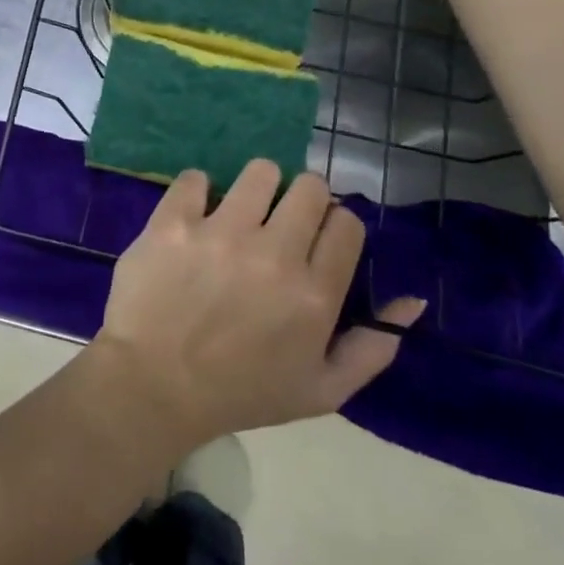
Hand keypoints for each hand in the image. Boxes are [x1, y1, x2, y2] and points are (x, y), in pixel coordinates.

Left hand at [93, 161, 423, 451]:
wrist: (152, 387)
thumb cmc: (240, 393)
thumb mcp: (320, 391)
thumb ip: (372, 348)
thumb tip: (411, 300)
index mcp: (314, 295)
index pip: (347, 223)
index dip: (335, 227)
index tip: (315, 241)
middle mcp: (274, 254)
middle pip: (310, 187)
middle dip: (303, 200)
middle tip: (280, 223)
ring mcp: (221, 233)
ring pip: (260, 171)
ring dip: (256, 188)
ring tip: (240, 213)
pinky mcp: (175, 222)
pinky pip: (196, 178)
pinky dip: (198, 192)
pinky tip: (195, 216)